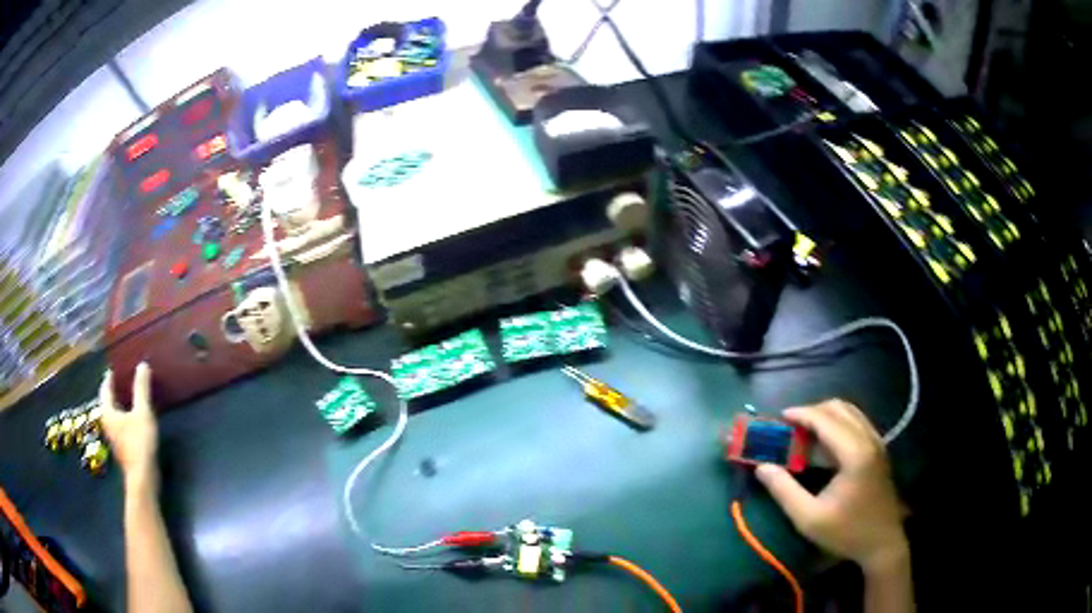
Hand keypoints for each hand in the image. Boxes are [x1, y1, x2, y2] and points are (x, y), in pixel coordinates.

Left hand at [99, 363, 158, 486]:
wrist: (143, 478)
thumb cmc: (139, 443)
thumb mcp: (142, 413)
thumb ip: (141, 389)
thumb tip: (142, 364)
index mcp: (108, 412)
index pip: (105, 389)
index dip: (109, 378)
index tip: (114, 369)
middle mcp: (107, 424)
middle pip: (108, 404)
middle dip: (114, 392)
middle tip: (123, 381)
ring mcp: (115, 439)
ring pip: (115, 417)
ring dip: (120, 406)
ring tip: (130, 398)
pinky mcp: (123, 449)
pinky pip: (122, 427)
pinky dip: (126, 419)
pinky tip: (136, 420)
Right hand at [755, 400, 908, 572]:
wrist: (882, 543)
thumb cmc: (846, 532)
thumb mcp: (808, 518)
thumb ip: (784, 491)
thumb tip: (762, 467)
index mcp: (854, 453)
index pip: (825, 419)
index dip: (801, 414)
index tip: (779, 416)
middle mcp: (869, 439)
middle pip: (839, 408)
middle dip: (812, 411)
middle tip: (789, 426)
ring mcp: (877, 443)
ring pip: (850, 412)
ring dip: (826, 415)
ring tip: (804, 432)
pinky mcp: (879, 450)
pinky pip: (857, 423)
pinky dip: (838, 423)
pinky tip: (824, 443)